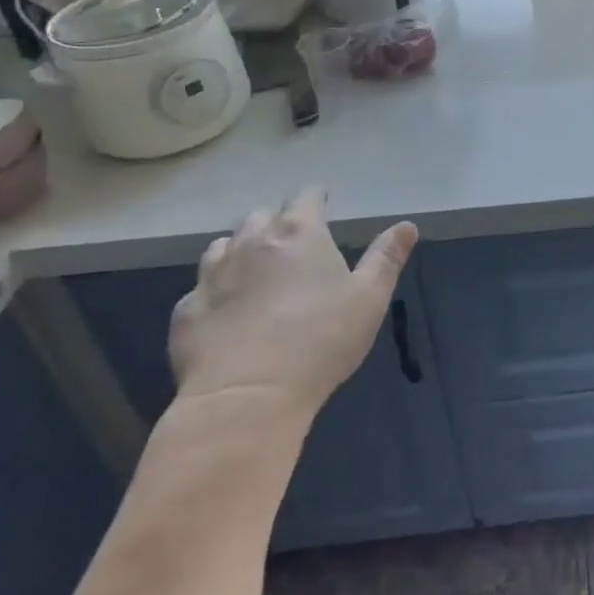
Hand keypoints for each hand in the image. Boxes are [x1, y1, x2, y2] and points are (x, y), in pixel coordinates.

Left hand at [169, 187, 417, 421]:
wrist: (247, 397)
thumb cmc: (321, 339)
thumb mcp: (370, 298)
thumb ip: (386, 257)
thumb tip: (407, 225)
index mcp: (299, 233)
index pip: (307, 197)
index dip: (316, 196)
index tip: (323, 202)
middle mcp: (252, 242)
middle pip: (261, 215)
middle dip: (277, 221)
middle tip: (293, 241)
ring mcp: (213, 275)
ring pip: (223, 245)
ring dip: (241, 248)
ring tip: (254, 268)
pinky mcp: (186, 311)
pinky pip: (200, 288)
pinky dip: (215, 291)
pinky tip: (225, 311)